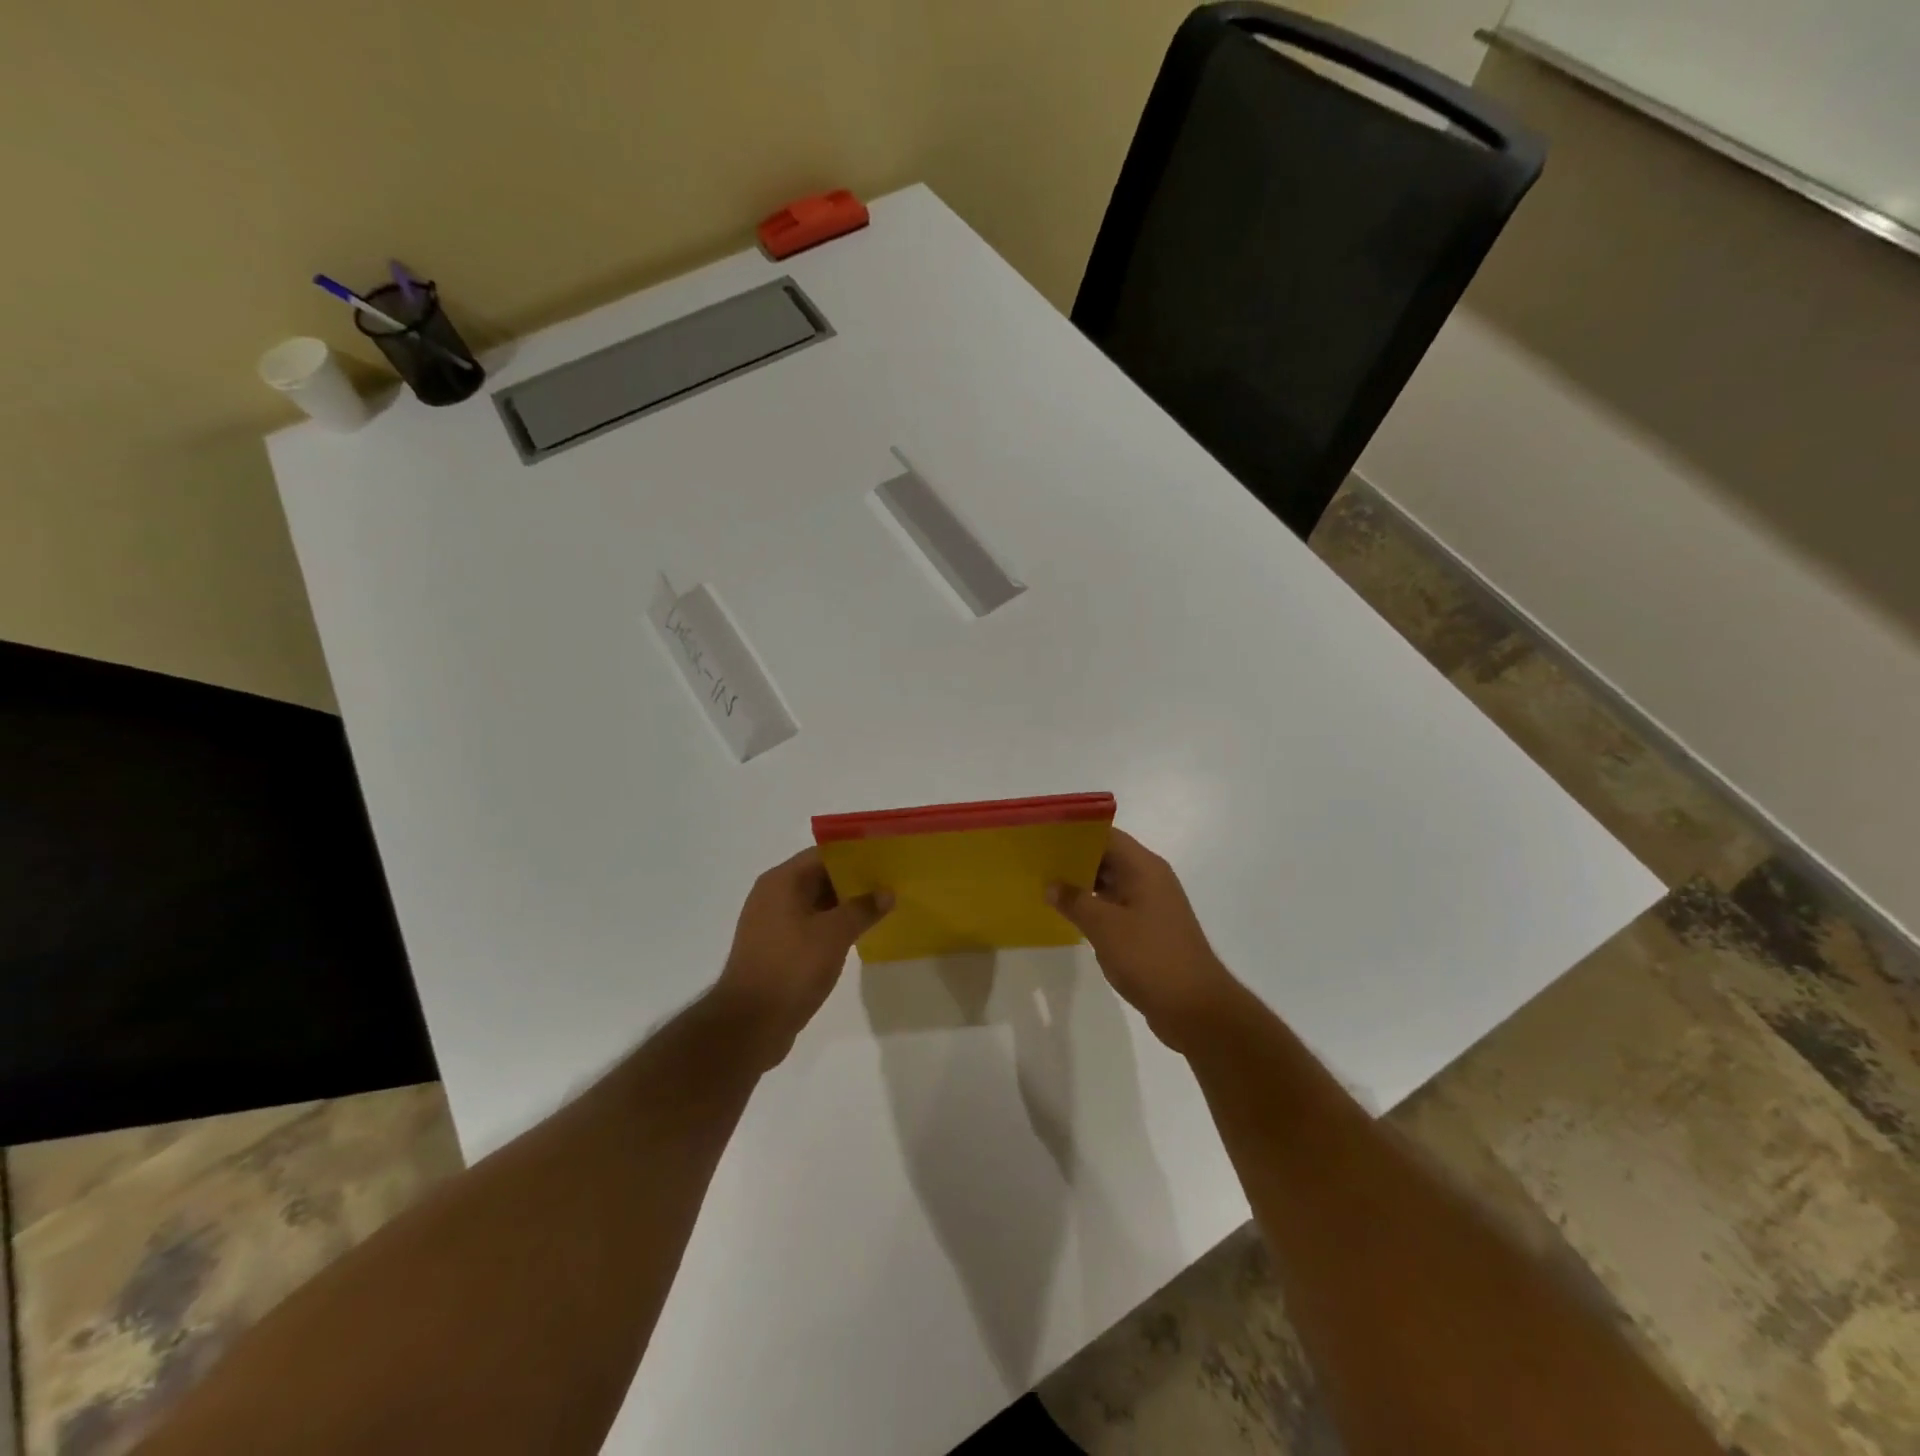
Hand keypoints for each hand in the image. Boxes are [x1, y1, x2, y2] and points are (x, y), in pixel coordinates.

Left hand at [714, 848, 890, 1068]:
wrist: (749, 1025)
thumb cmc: (791, 968)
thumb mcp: (834, 934)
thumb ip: (862, 909)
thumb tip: (886, 892)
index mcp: (782, 882)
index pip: (823, 854)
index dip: (855, 854)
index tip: (885, 858)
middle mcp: (773, 896)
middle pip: (819, 877)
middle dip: (854, 881)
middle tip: (890, 882)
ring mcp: (772, 924)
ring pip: (816, 904)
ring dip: (845, 906)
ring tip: (881, 907)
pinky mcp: (776, 950)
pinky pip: (810, 927)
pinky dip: (832, 927)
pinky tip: (859, 934)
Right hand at [1048, 829, 1238, 1051]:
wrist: (1195, 1009)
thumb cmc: (1149, 957)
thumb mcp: (1104, 926)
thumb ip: (1075, 901)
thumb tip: (1051, 885)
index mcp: (1144, 868)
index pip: (1106, 836)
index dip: (1075, 834)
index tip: (1044, 838)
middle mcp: (1151, 880)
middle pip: (1108, 858)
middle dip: (1074, 860)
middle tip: (1037, 864)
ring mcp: (1152, 906)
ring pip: (1111, 884)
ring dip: (1083, 886)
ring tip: (1046, 887)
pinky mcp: (1150, 930)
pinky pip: (1117, 908)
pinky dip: (1095, 908)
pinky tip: (1070, 917)